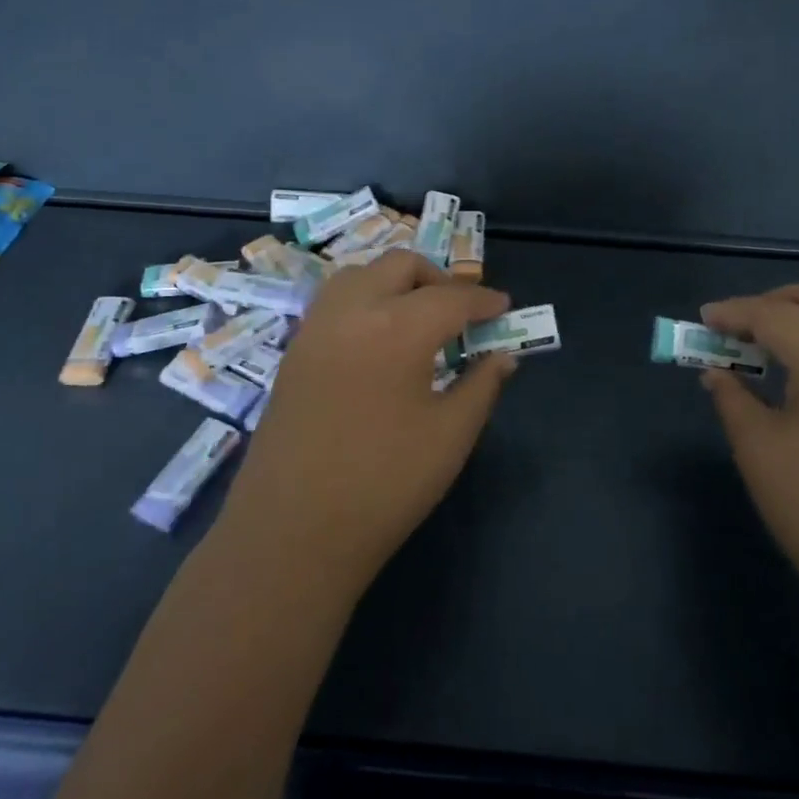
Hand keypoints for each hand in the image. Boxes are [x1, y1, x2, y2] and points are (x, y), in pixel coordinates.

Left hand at [216, 250, 517, 598]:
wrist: (294, 532)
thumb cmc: (385, 484)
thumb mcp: (451, 435)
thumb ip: (482, 384)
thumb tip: (503, 356)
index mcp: (396, 328)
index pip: (451, 298)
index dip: (484, 301)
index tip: (504, 307)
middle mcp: (352, 311)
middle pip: (400, 266)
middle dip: (438, 279)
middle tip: (462, 311)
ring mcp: (315, 328)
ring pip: (361, 274)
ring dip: (396, 282)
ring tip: (419, 317)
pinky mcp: (295, 350)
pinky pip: (335, 300)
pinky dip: (365, 299)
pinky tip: (380, 337)